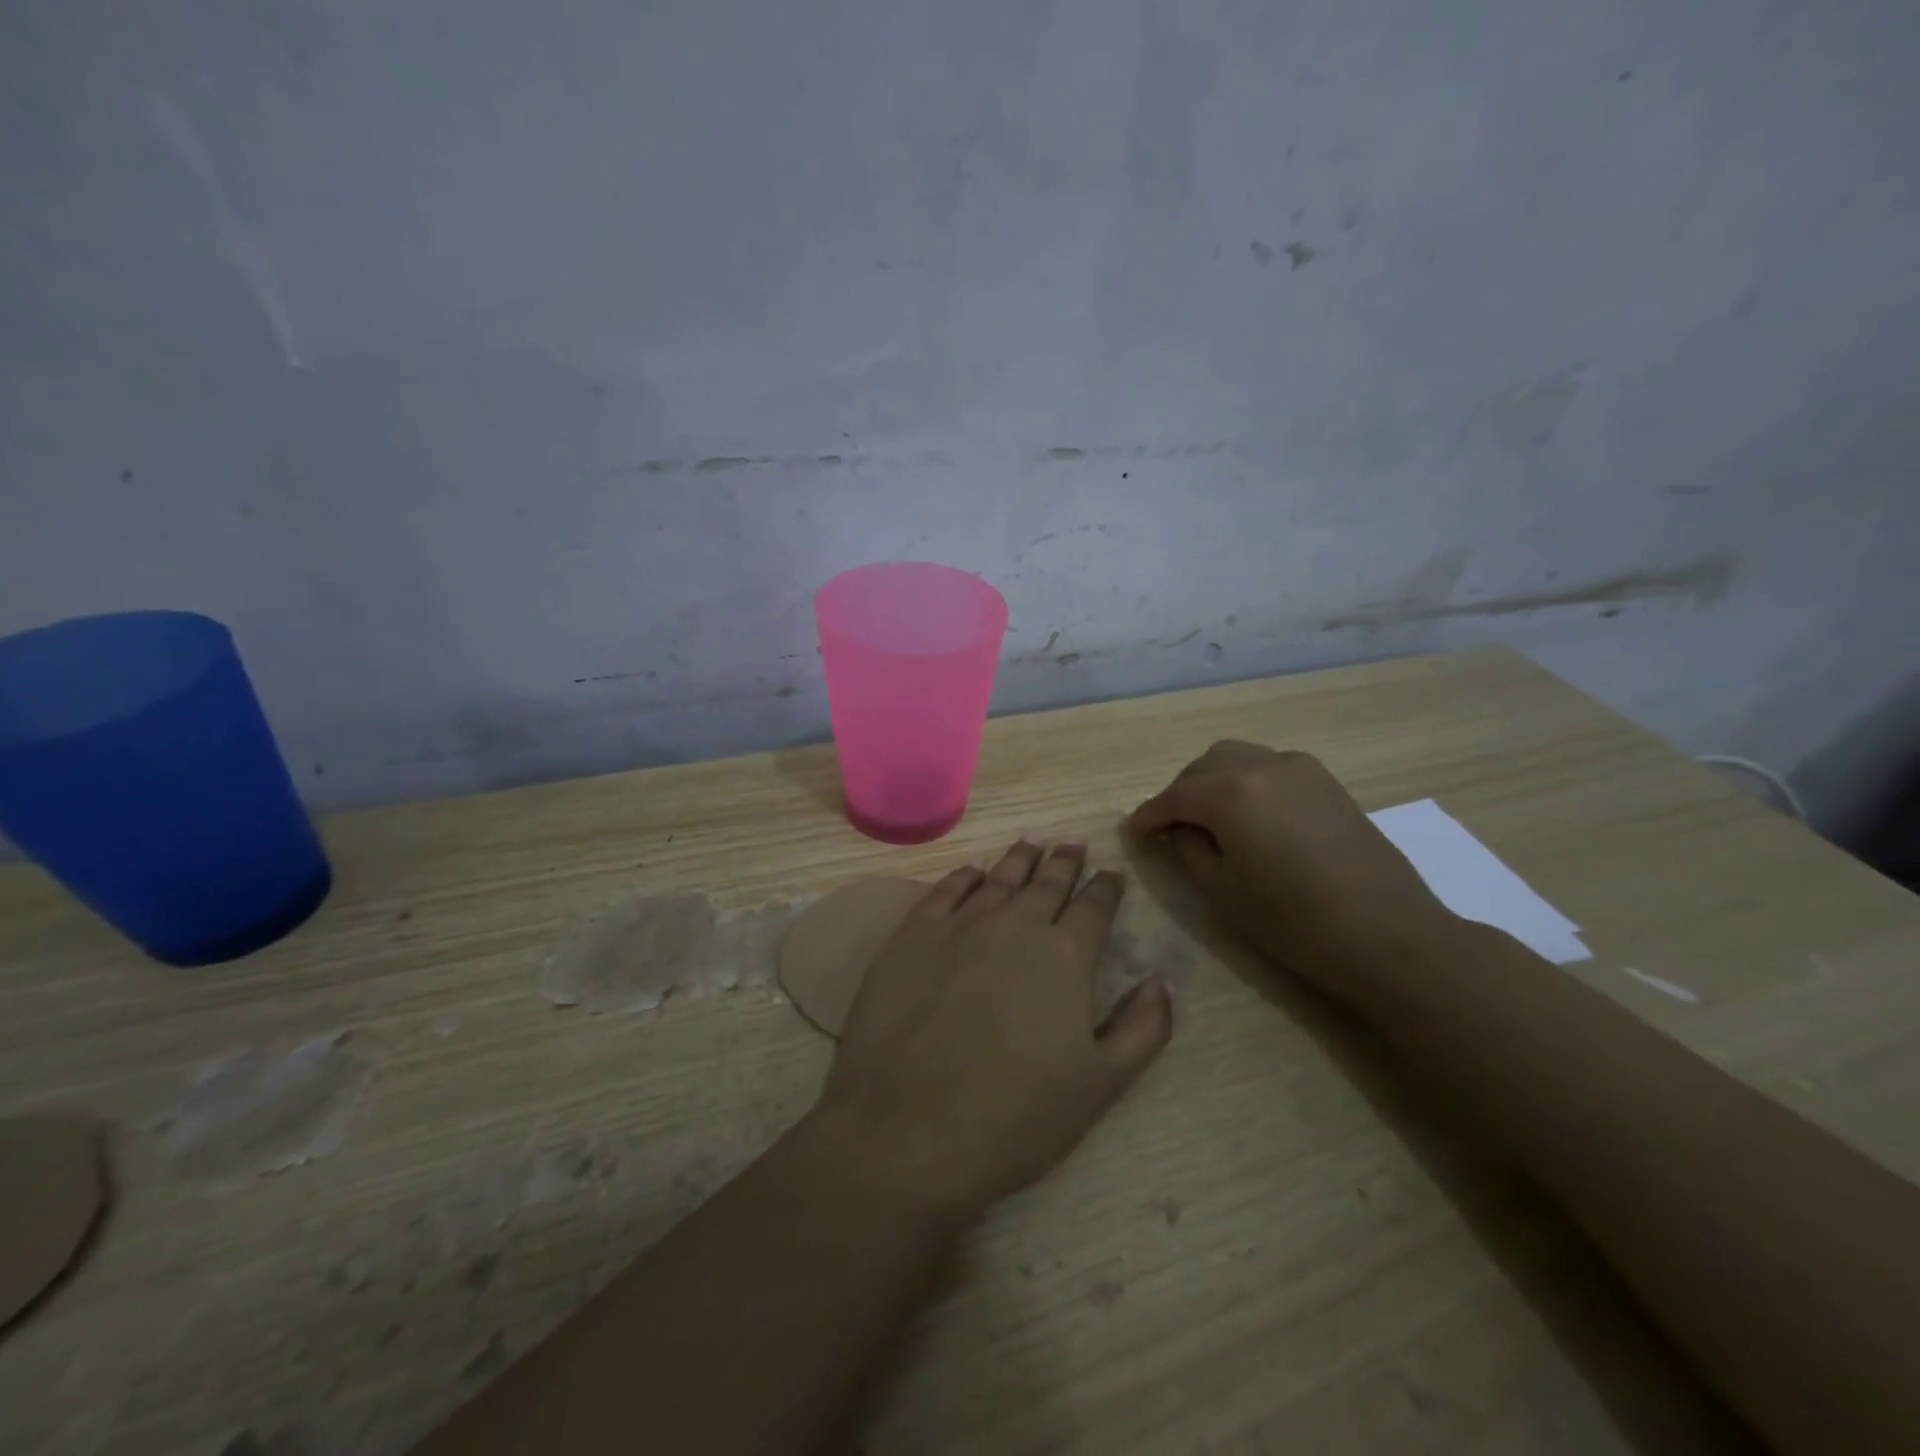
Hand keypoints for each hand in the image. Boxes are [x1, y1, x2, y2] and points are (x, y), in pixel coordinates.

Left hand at [810, 841, 1173, 1220]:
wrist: (908, 1131)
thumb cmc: (1015, 1118)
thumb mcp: (1101, 1085)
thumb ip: (1143, 1028)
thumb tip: (1162, 980)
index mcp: (1065, 956)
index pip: (1094, 907)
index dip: (1106, 887)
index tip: (1111, 874)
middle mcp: (1014, 926)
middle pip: (1046, 883)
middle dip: (1065, 862)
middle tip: (1073, 843)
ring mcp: (959, 926)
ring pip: (998, 879)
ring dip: (1019, 860)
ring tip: (1032, 843)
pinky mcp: (912, 935)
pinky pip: (945, 890)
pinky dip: (964, 876)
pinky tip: (972, 872)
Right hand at [1127, 742, 1456, 997]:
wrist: (1390, 936)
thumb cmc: (1295, 922)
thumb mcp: (1223, 892)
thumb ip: (1188, 850)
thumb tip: (1174, 830)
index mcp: (1230, 792)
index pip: (1174, 796)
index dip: (1148, 816)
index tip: (1132, 833)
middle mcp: (1262, 765)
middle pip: (1204, 767)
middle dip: (1180, 794)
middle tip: (1170, 829)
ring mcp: (1300, 768)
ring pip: (1237, 759)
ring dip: (1212, 782)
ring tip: (1208, 821)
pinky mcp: (1326, 782)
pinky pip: (1268, 767)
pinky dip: (1246, 783)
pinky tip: (1249, 817)